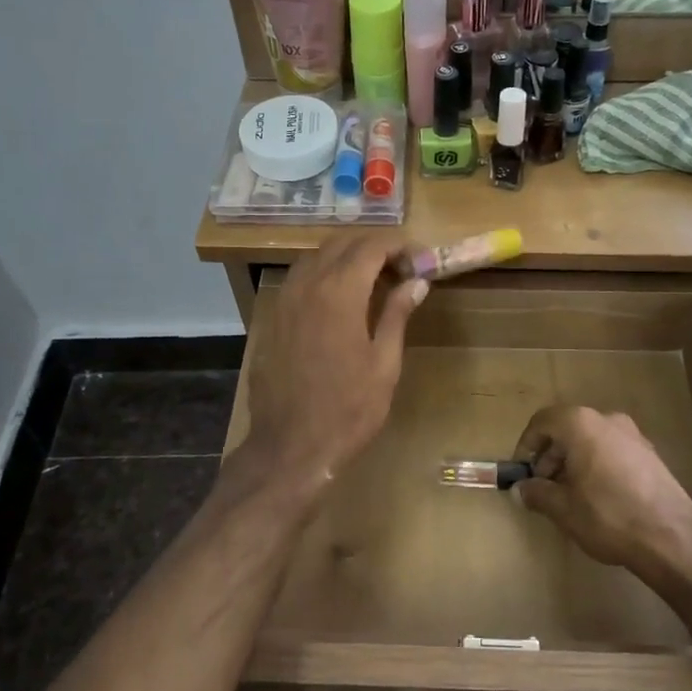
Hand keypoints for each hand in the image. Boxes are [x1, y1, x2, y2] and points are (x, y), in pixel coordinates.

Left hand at [243, 233, 427, 491]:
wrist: (290, 446)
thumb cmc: (348, 410)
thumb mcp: (384, 364)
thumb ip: (397, 314)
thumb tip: (417, 282)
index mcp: (339, 292)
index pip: (371, 246)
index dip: (399, 246)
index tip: (419, 261)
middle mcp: (307, 285)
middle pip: (341, 243)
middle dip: (373, 247)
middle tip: (400, 269)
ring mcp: (284, 300)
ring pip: (316, 257)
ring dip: (346, 258)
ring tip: (373, 281)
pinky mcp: (272, 318)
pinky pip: (299, 280)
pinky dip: (323, 276)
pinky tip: (339, 301)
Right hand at [512, 407, 691, 573]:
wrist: (672, 537)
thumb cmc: (608, 516)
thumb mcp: (564, 509)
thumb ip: (538, 493)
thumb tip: (522, 489)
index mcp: (581, 424)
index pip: (543, 421)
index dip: (526, 445)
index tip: (522, 471)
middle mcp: (607, 419)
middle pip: (567, 428)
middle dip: (550, 456)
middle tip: (543, 487)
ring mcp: (632, 434)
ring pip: (590, 439)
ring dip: (572, 461)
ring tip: (569, 495)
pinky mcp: (649, 453)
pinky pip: (611, 449)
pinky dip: (596, 464)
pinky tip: (597, 496)